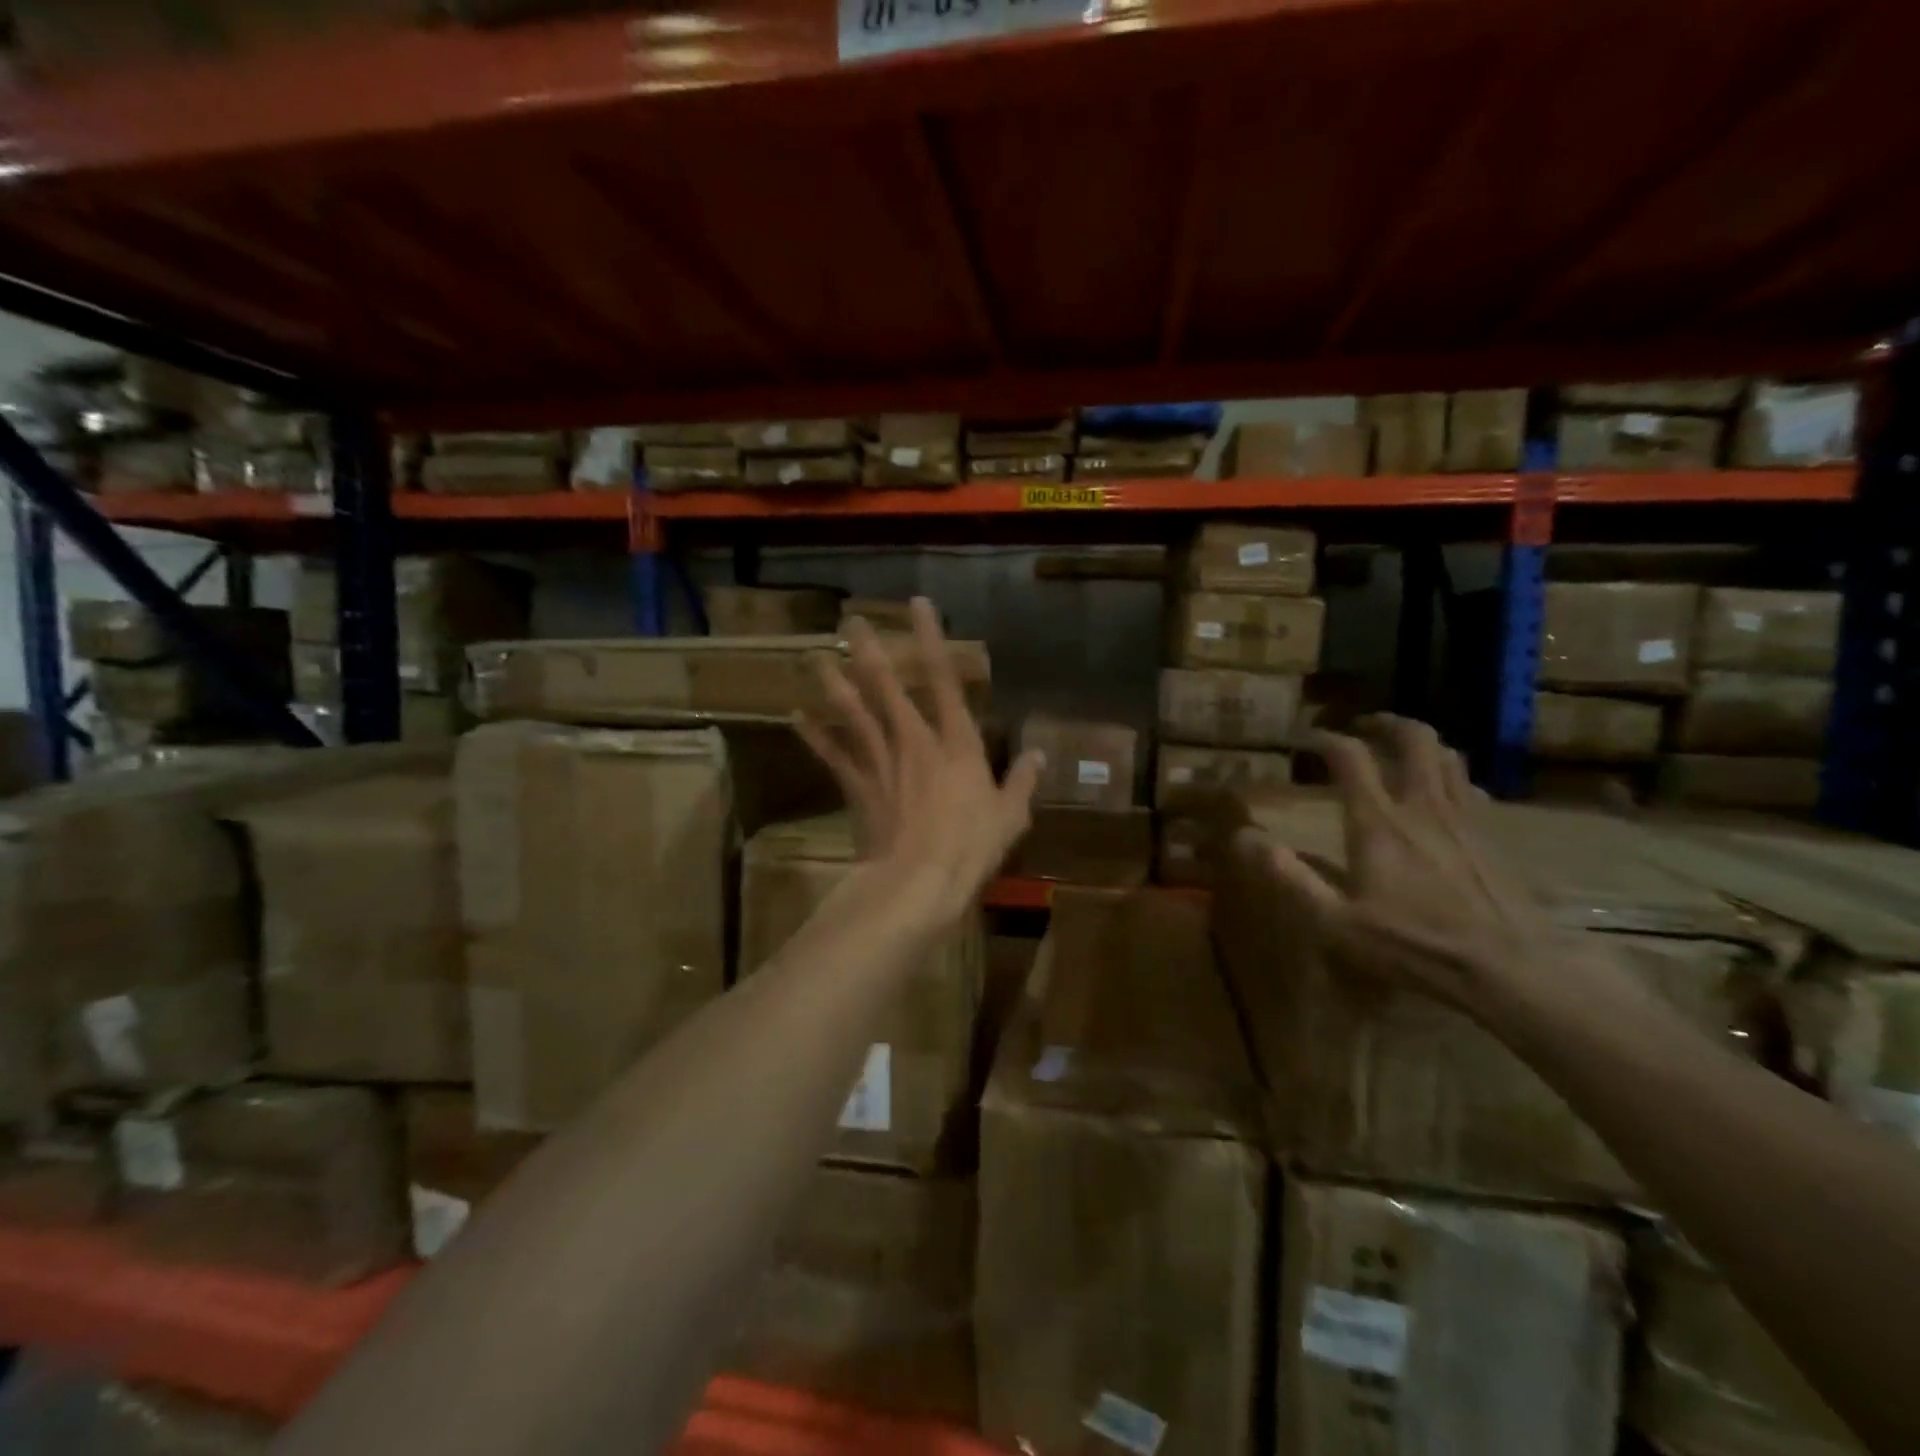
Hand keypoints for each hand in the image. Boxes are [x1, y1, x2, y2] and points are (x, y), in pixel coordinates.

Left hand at [793, 598, 1042, 923]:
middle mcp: (914, 741)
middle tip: (851, 619)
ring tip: (816, 655)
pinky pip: (833, 755)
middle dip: (870, 649)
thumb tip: (1040, 755)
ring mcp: (881, 762)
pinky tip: (797, 716)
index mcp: (955, 743)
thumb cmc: (970, 848)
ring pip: (853, 712)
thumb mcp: (1010, 816)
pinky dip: (814, 736)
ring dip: (834, 682)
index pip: (944, 679)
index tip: (918, 604)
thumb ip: (1023, 782)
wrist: (918, 881)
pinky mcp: (858, 786)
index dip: (931, 638)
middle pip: (886, 686)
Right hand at [1252, 714, 1564, 1014]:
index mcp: (1378, 822)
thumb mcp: (1335, 921)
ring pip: (1448, 757)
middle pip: (1414, 739)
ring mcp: (1464, 820)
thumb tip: (1243, 837)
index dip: (1325, 739)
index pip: (1350, 757)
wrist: (1511, 968)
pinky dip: (1450, 776)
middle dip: (1386, 723)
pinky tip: (1444, 796)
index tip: (1307, 739)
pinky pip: (1470, 788)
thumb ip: (1289, 876)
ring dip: (1422, 744)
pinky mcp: (1493, 839)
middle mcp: (1422, 807)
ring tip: (1402, 751)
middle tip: (1365, 725)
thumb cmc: (1413, 945)